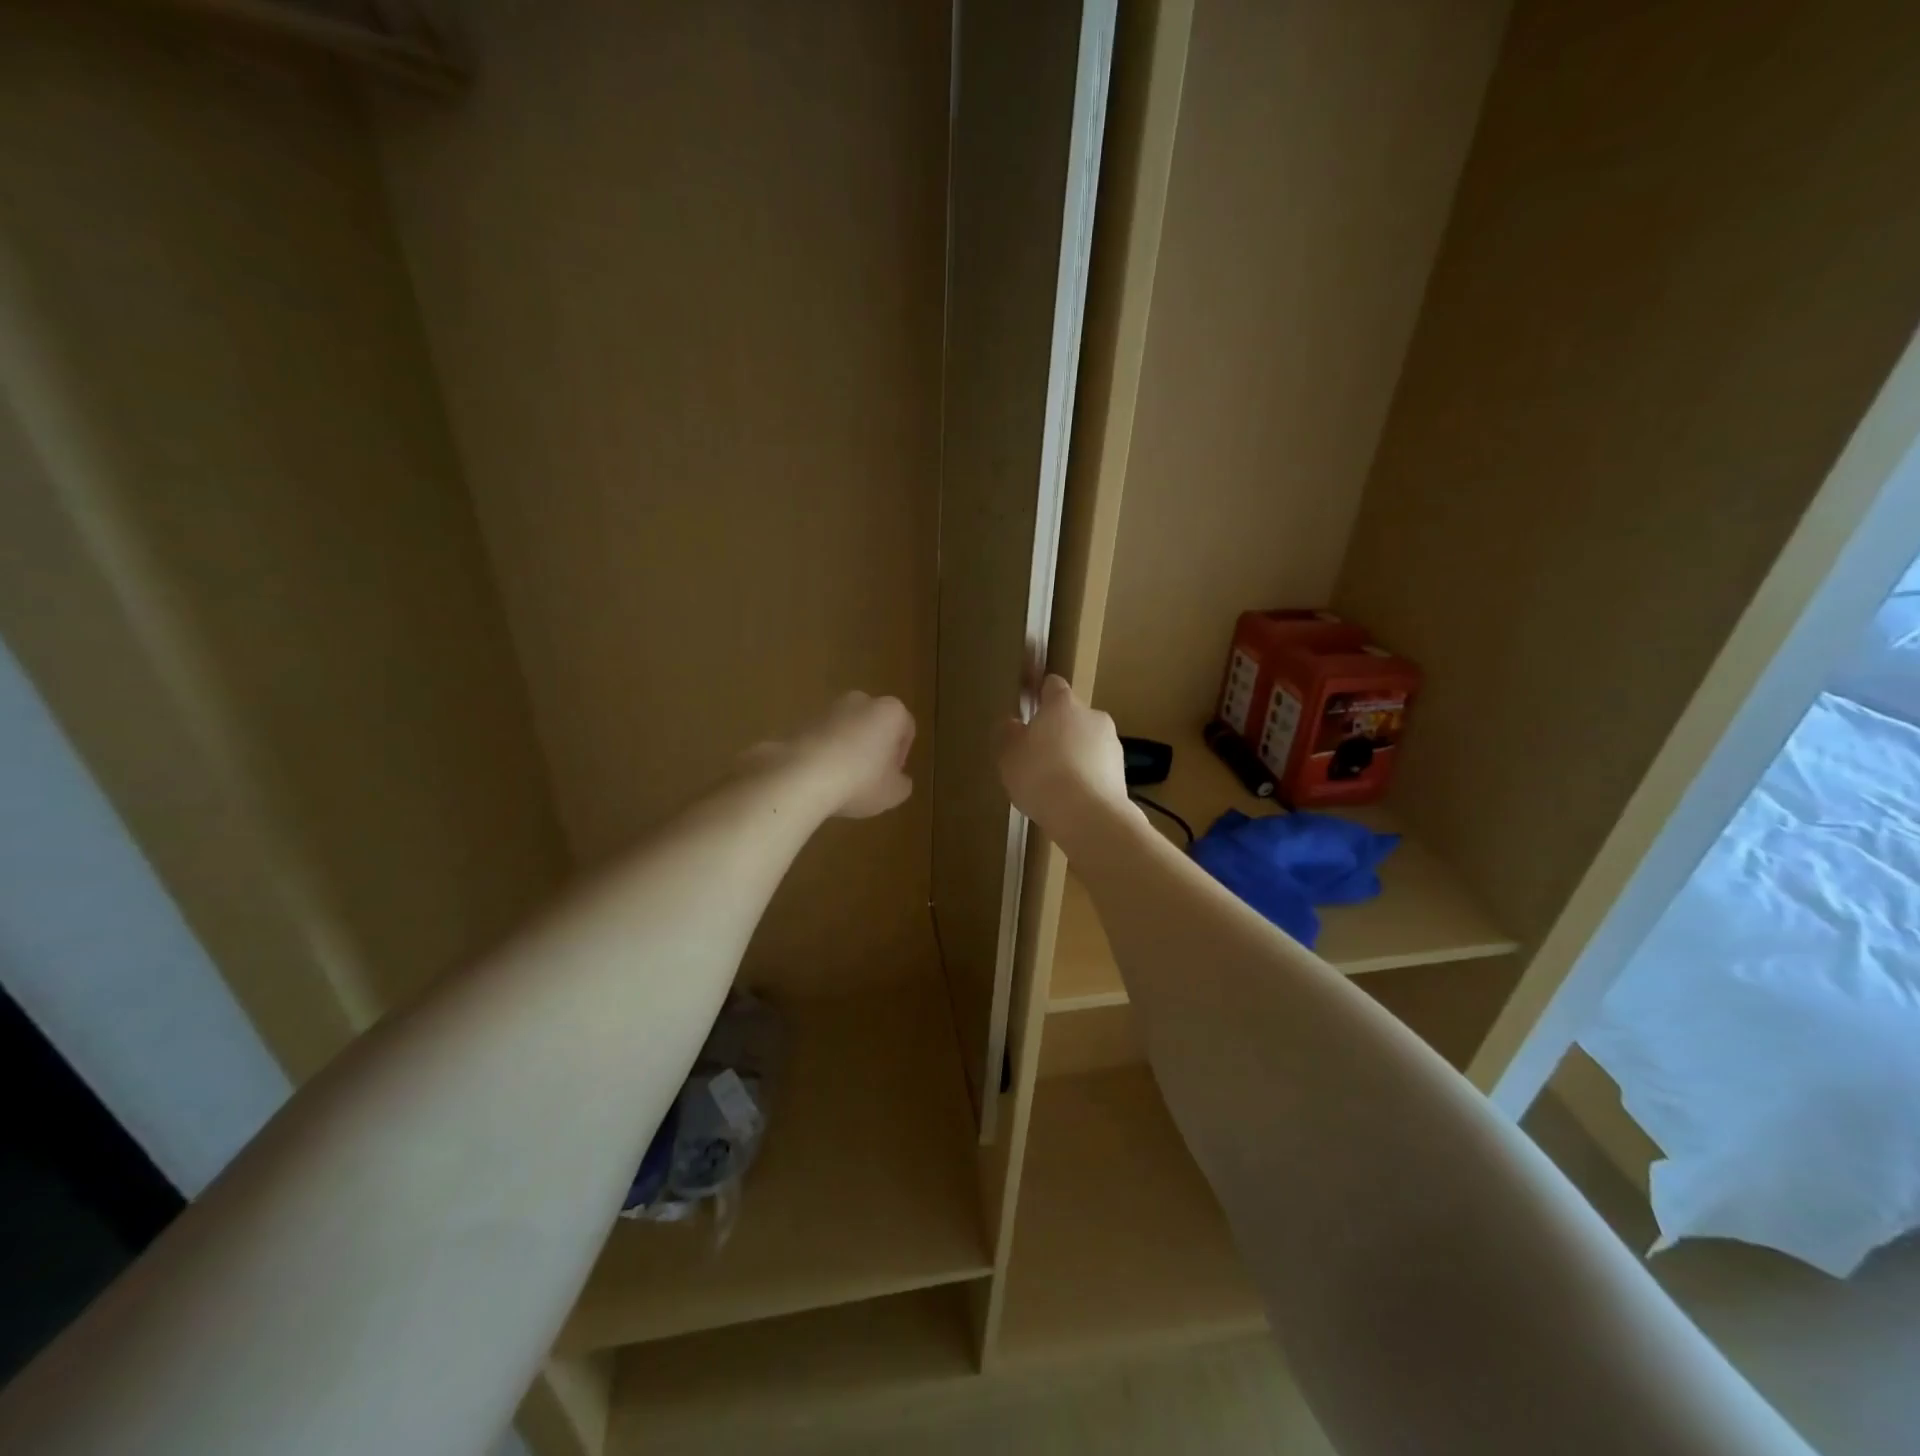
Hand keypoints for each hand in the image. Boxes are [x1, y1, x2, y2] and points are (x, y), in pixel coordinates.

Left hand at [752, 691, 914, 819]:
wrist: (801, 776)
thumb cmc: (860, 780)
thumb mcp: (893, 792)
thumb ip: (902, 783)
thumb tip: (897, 779)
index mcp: (890, 711)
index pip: (906, 728)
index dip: (902, 755)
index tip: (892, 776)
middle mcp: (861, 701)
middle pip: (874, 724)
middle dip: (874, 747)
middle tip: (871, 777)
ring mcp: (828, 708)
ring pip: (847, 729)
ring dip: (848, 749)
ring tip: (842, 781)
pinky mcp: (801, 721)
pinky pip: (822, 738)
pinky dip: (825, 753)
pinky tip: (821, 778)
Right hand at [995, 675, 1129, 842]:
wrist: (1087, 815)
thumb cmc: (1040, 776)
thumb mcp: (1008, 755)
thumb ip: (1008, 734)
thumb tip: (1013, 724)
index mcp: (1063, 704)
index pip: (1053, 685)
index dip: (1040, 695)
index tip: (1029, 709)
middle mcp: (1093, 716)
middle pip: (1072, 716)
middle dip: (1058, 731)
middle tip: (1037, 755)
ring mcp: (1112, 744)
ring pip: (1088, 742)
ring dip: (1075, 754)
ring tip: (1055, 783)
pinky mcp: (1122, 772)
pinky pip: (1098, 767)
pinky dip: (1087, 776)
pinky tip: (1072, 798)